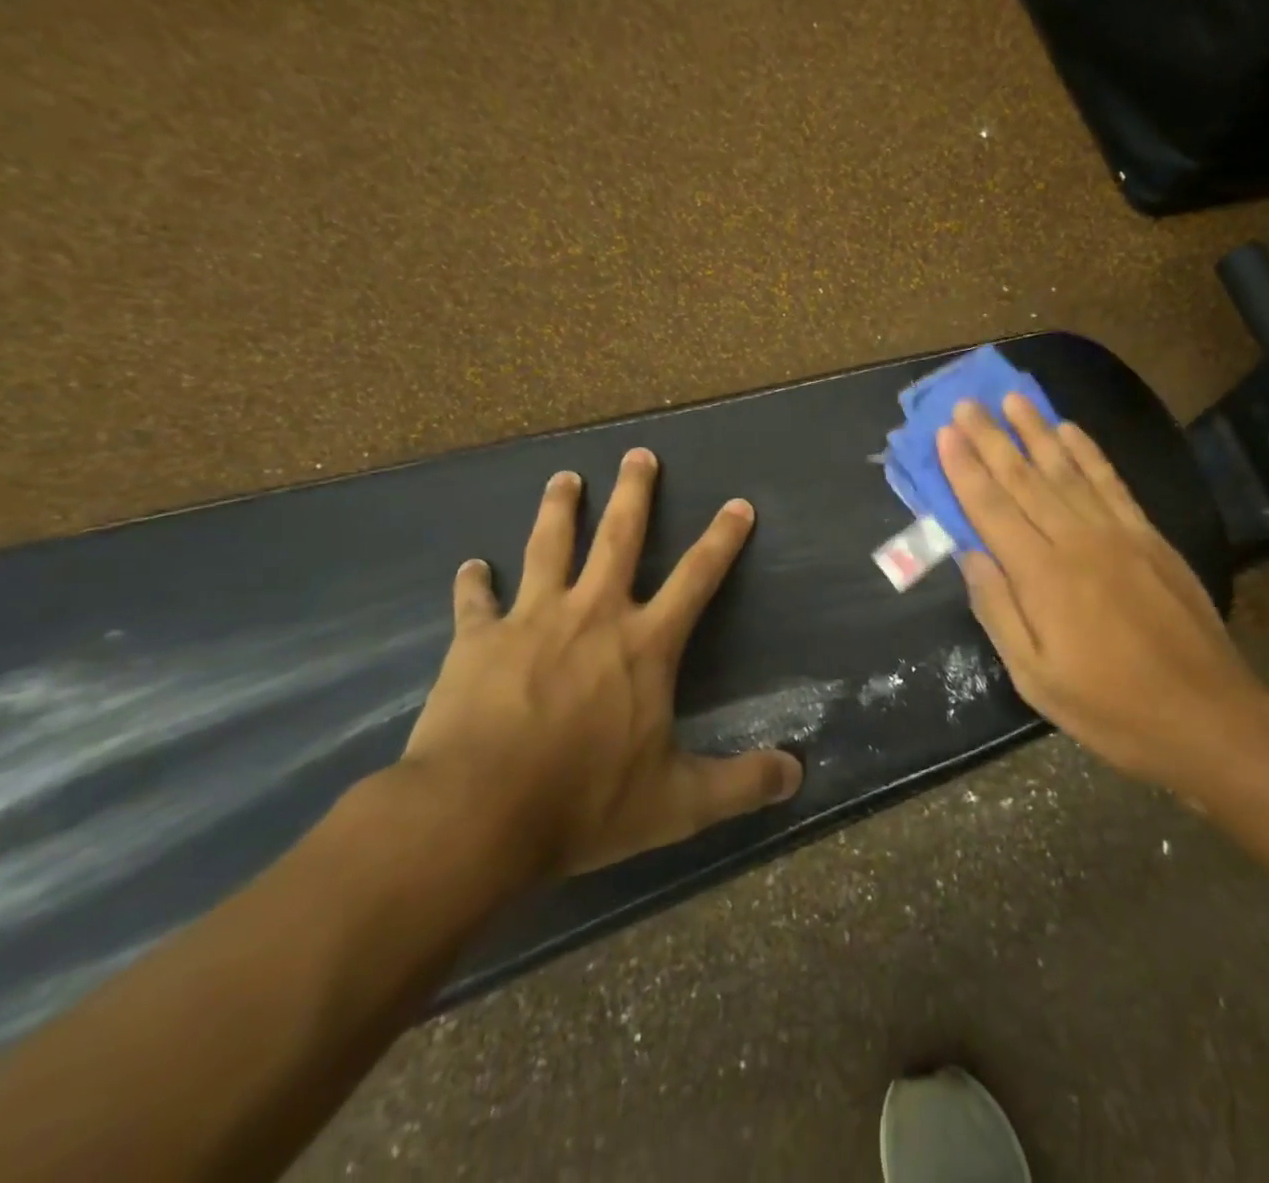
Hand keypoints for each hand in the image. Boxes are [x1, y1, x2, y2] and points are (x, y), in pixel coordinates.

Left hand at [400, 449, 803, 884]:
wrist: (475, 815)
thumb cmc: (583, 803)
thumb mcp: (677, 804)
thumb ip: (741, 784)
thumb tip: (798, 774)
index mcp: (645, 644)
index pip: (697, 577)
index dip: (723, 539)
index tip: (738, 504)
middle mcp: (593, 614)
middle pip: (619, 537)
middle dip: (634, 493)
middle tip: (639, 454)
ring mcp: (531, 620)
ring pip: (548, 546)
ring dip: (559, 509)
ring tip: (564, 478)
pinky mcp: (476, 640)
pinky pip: (475, 601)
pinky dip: (473, 582)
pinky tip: (471, 567)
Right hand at [937, 395, 1268, 802]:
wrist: (1206, 714)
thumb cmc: (1110, 706)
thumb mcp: (1036, 678)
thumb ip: (999, 611)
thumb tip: (970, 555)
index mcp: (1041, 577)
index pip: (991, 509)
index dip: (965, 469)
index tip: (945, 433)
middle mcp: (1075, 541)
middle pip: (1024, 479)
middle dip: (991, 438)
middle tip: (966, 403)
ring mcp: (1117, 533)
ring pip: (1066, 470)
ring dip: (1036, 431)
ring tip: (1012, 398)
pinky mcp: (1148, 535)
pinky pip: (1111, 482)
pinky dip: (1088, 452)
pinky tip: (1069, 430)